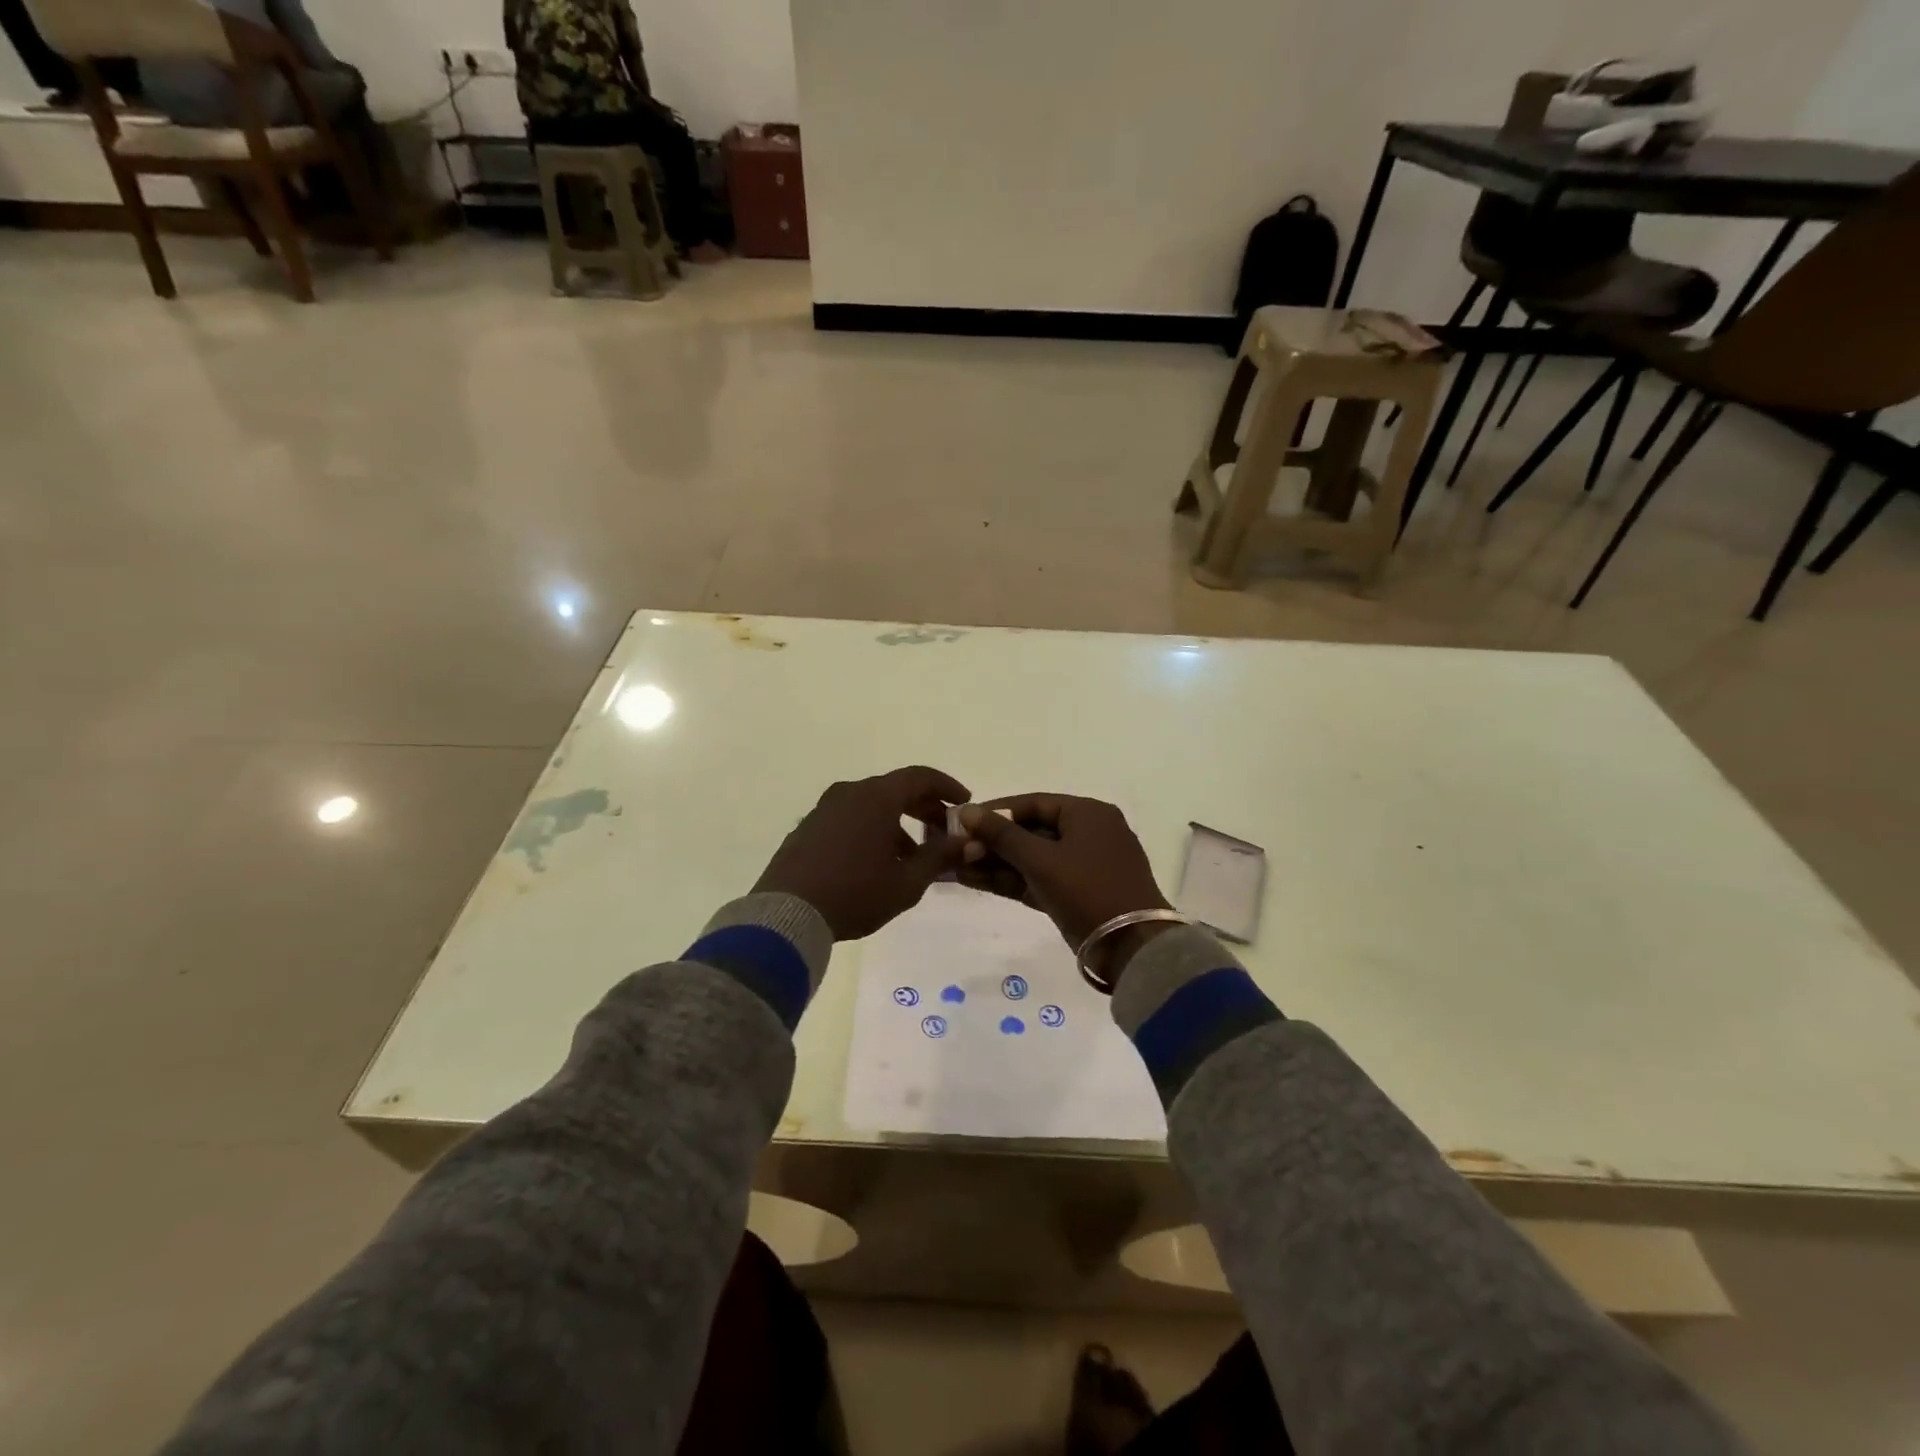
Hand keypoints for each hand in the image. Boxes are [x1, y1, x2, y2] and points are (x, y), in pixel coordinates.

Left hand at [753, 767, 969, 940]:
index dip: (946, 787)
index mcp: (876, 797)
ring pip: (871, 806)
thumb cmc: (855, 893)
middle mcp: (849, 794)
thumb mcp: (907, 881)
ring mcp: (824, 810)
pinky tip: (877, 864)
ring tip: (912, 858)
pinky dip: (871, 831)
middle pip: (895, 790)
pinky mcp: (807, 829)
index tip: (964, 803)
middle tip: (943, 832)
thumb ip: (940, 857)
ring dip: (897, 825)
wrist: (786, 915)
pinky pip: (849, 820)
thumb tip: (968, 843)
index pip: (919, 777)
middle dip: (924, 809)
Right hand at [956, 795, 1170, 953]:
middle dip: (993, 842)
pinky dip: (1013, 881)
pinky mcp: (1080, 894)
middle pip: (1032, 831)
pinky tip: (976, 882)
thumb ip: (1001, 835)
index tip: (963, 822)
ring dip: (998, 864)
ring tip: (957, 868)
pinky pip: (1041, 878)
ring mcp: (1086, 865)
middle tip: (957, 850)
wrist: (1132, 949)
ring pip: (1034, 858)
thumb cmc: (1087, 890)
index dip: (996, 812)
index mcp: (1088, 814)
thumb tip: (966, 811)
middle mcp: (1090, 833)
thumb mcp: (1040, 860)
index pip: (1033, 804)